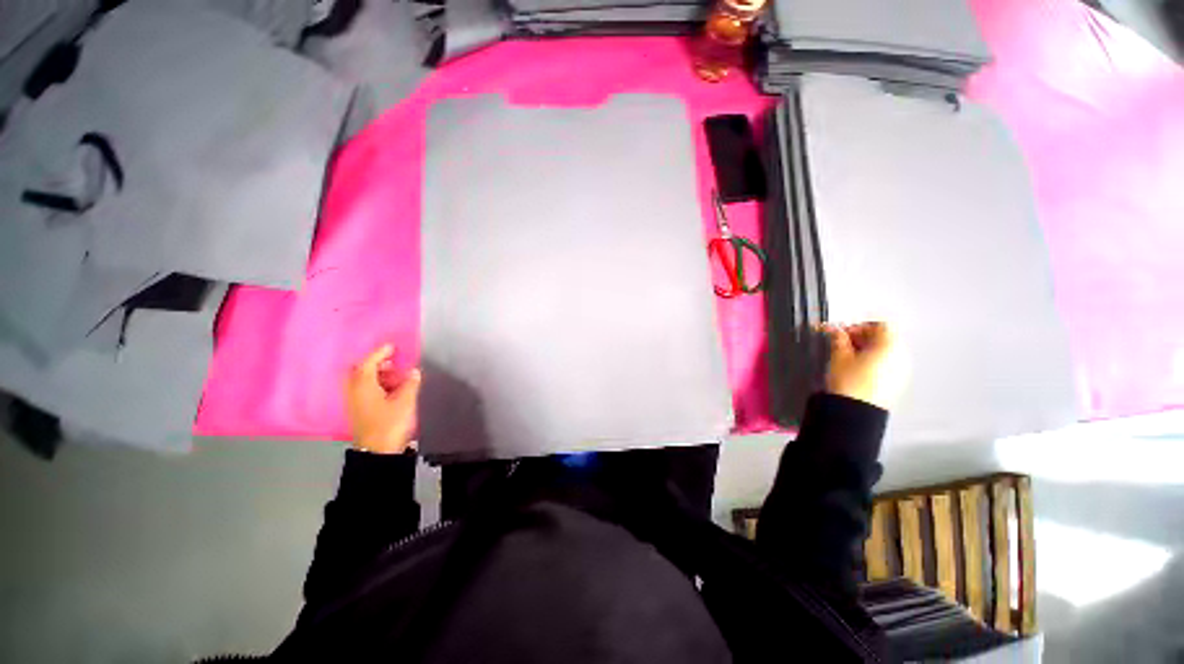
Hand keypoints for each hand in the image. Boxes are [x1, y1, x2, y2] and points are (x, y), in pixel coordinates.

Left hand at [344, 345, 421, 453]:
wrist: (378, 452)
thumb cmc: (390, 423)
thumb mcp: (405, 401)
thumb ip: (410, 383)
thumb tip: (413, 371)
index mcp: (363, 385)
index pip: (369, 362)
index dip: (380, 352)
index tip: (392, 346)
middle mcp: (354, 391)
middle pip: (360, 370)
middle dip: (374, 363)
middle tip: (392, 360)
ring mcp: (355, 402)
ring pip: (362, 380)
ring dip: (376, 373)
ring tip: (394, 373)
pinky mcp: (359, 410)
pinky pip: (364, 389)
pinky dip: (375, 383)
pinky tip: (390, 387)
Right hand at [821, 321, 906, 409]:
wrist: (857, 412)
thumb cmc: (849, 379)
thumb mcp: (839, 355)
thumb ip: (838, 338)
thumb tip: (836, 331)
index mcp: (890, 345)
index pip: (878, 325)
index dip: (858, 326)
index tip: (842, 333)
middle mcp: (902, 355)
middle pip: (884, 338)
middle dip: (862, 338)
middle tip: (842, 344)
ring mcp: (903, 370)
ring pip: (886, 352)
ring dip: (868, 350)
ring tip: (848, 358)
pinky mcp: (899, 383)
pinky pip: (888, 364)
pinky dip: (875, 362)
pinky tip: (858, 370)